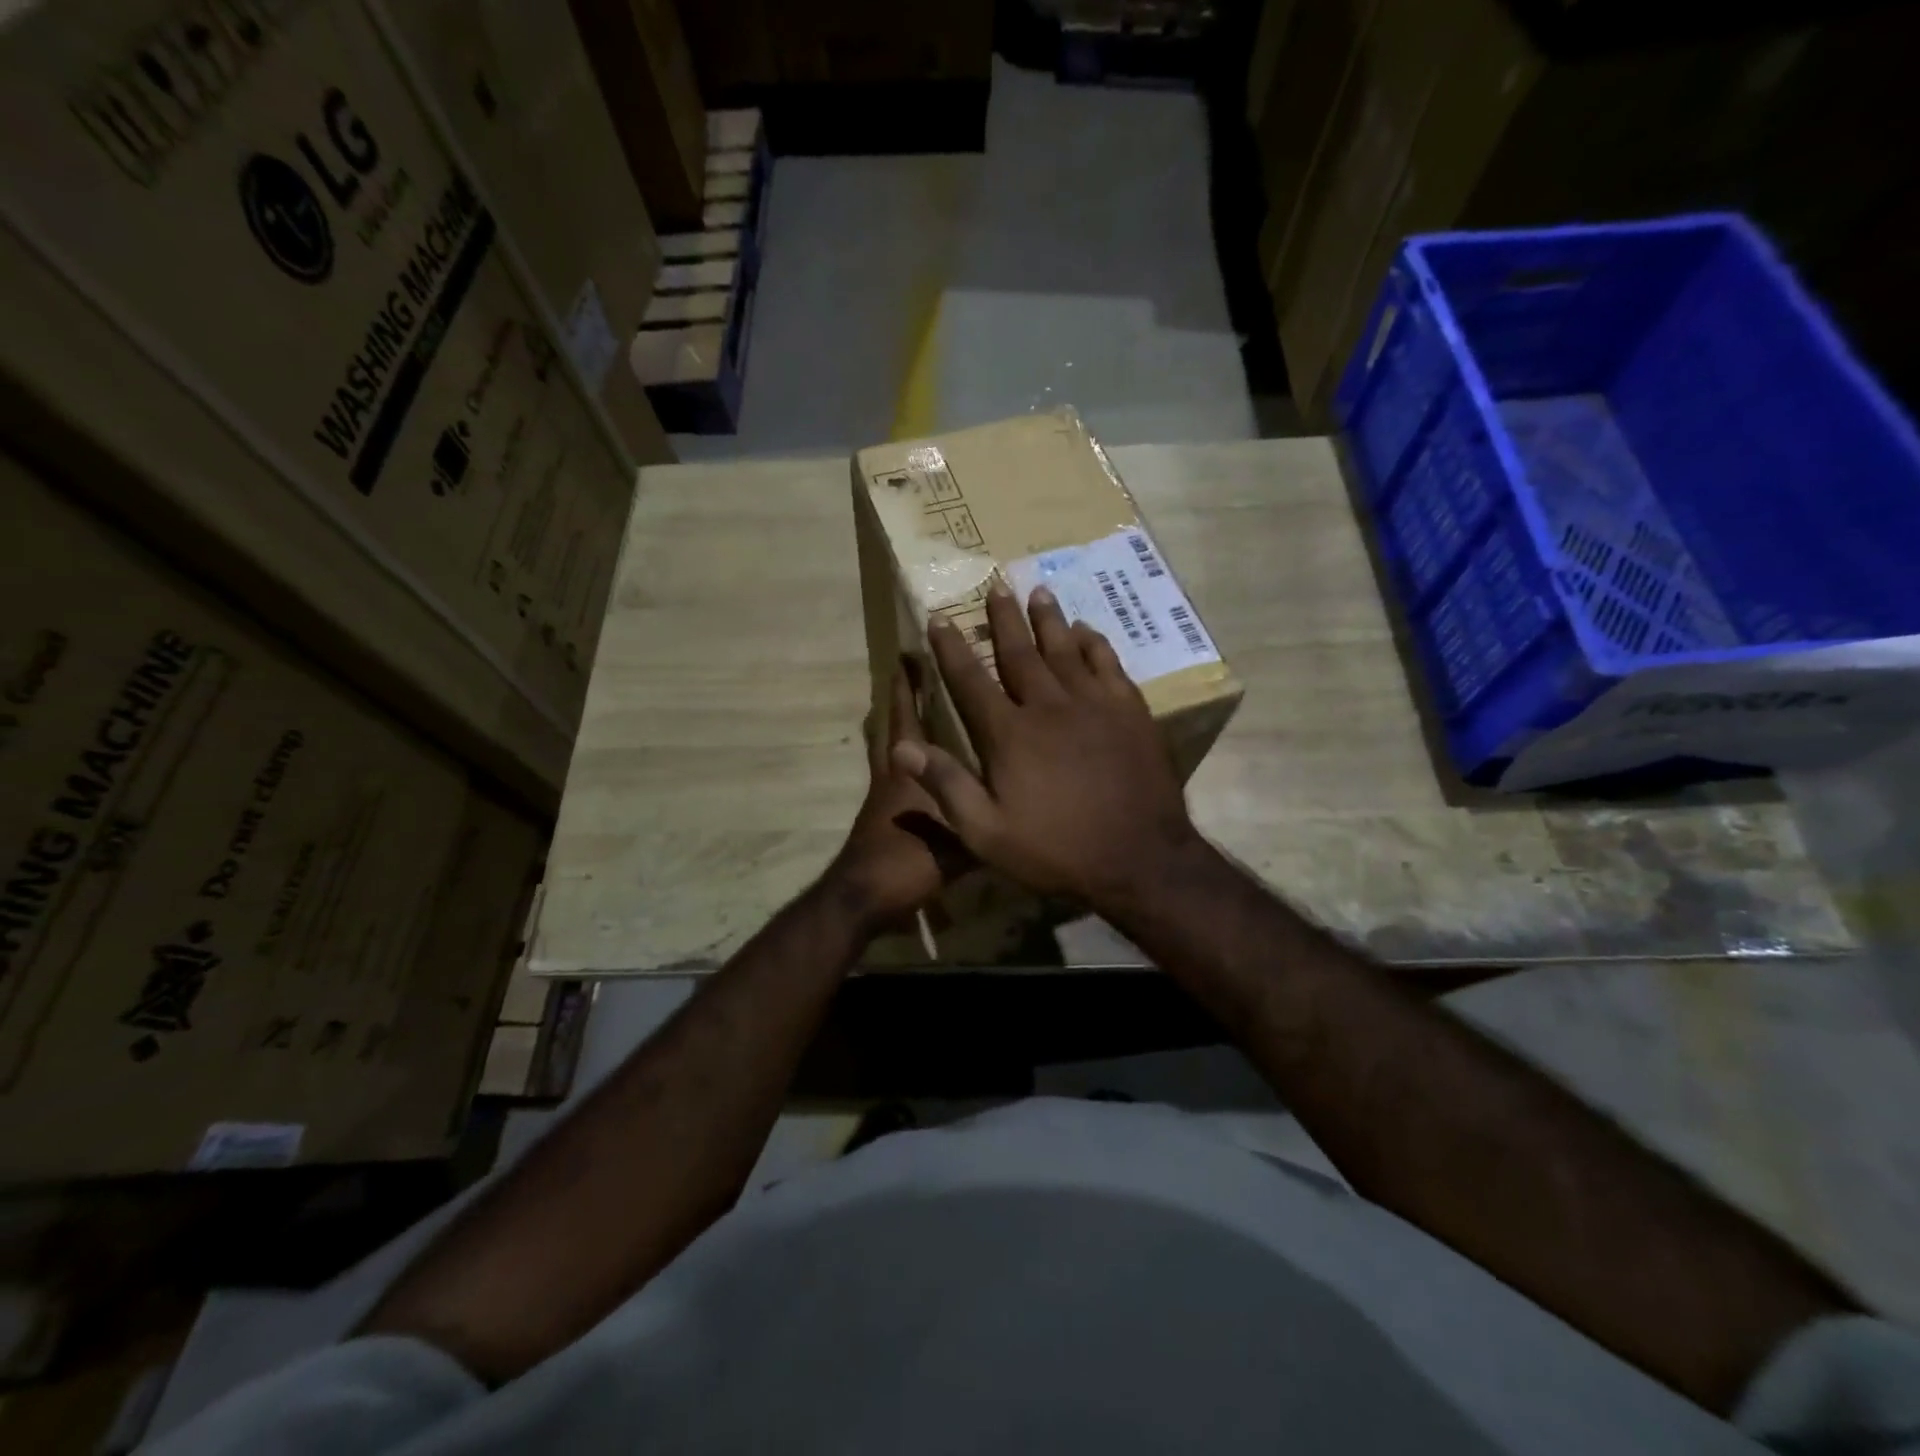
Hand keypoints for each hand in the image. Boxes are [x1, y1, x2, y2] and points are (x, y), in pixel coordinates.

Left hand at [825, 662, 969, 933]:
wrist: (865, 899)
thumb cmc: (907, 861)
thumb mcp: (959, 839)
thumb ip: (986, 815)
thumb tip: (1024, 798)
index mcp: (909, 771)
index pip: (906, 718)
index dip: (907, 687)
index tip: (910, 655)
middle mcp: (894, 775)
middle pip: (891, 726)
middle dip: (900, 697)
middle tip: (909, 671)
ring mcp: (885, 797)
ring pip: (889, 750)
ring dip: (898, 726)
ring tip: (916, 709)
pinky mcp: (885, 818)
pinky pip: (897, 777)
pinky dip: (908, 761)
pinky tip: (927, 769)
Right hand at [892, 581, 1200, 912]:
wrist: (1139, 859)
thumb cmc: (1057, 850)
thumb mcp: (988, 833)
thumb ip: (947, 786)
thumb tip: (903, 748)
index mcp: (1010, 734)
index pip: (971, 681)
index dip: (952, 649)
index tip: (939, 619)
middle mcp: (1049, 706)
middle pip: (1020, 652)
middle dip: (1004, 619)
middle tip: (996, 585)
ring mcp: (1094, 705)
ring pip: (1065, 649)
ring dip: (1049, 620)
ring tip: (1038, 592)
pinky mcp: (1130, 712)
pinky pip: (1108, 664)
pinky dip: (1094, 643)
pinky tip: (1087, 630)